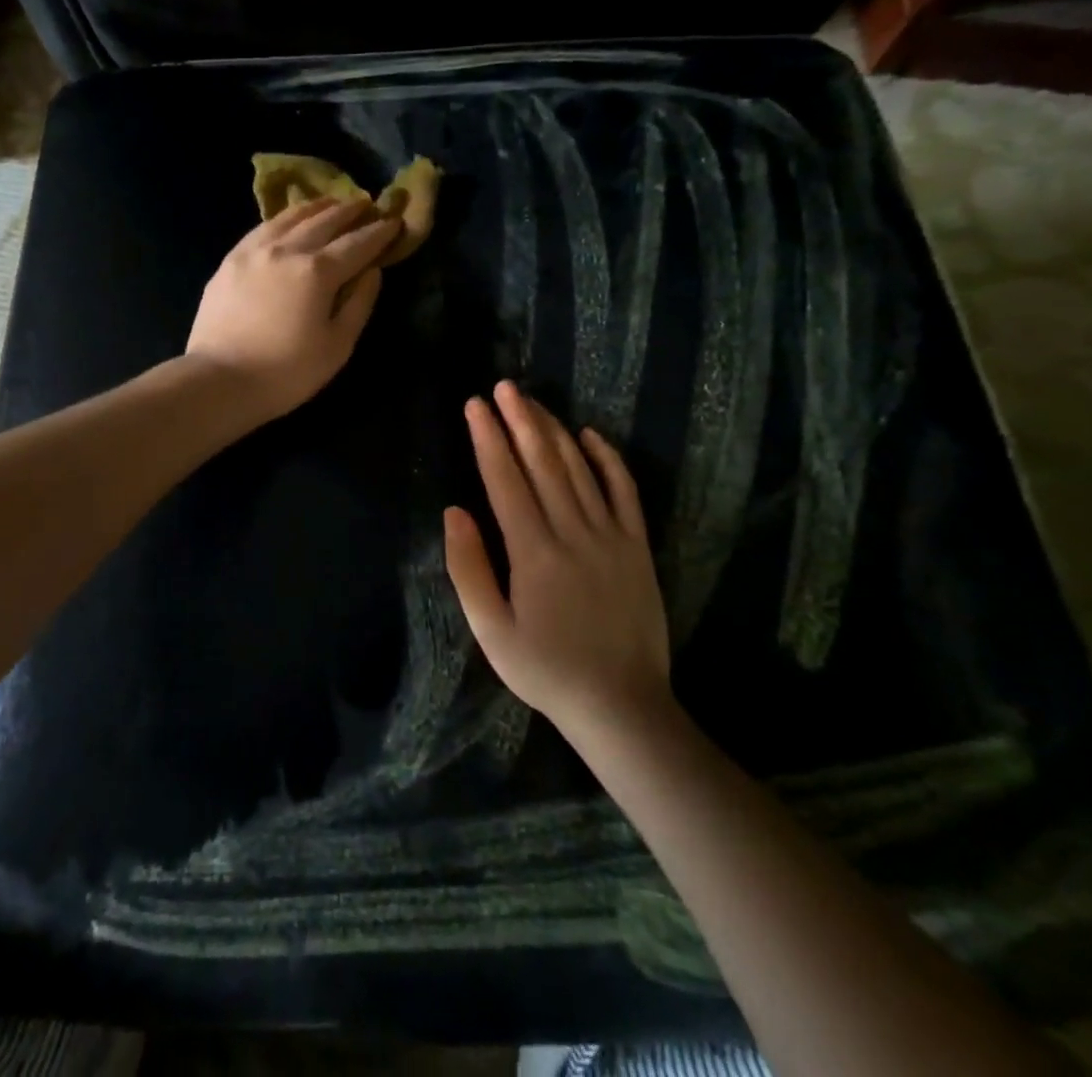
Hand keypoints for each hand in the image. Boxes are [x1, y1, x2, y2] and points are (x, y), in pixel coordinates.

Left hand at [185, 198, 401, 424]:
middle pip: (324, 221)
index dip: (379, 232)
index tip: (394, 221)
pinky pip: (262, 228)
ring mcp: (254, 251)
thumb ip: (359, 304)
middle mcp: (287, 250)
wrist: (219, 380)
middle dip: (349, 211)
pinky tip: (288, 220)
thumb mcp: (337, 346)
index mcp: (318, 271)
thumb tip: (372, 272)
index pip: (357, 243)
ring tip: (331, 203)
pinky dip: (283, 218)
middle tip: (366, 203)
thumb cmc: (286, 372)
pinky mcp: (230, 260)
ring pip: (290, 217)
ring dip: (316, 207)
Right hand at [444, 381, 671, 737]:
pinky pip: (624, 491)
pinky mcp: (637, 547)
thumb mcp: (491, 631)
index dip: (487, 438)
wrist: (622, 705)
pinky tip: (591, 435)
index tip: (474, 405)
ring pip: (580, 468)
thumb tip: (454, 511)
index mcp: (533, 551)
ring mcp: (611, 536)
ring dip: (554, 430)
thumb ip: (468, 569)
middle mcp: (573, 531)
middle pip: (543, 462)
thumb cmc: (545, 669)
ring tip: (533, 401)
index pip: (505, 479)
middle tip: (503, 386)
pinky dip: (608, 459)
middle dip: (519, 420)